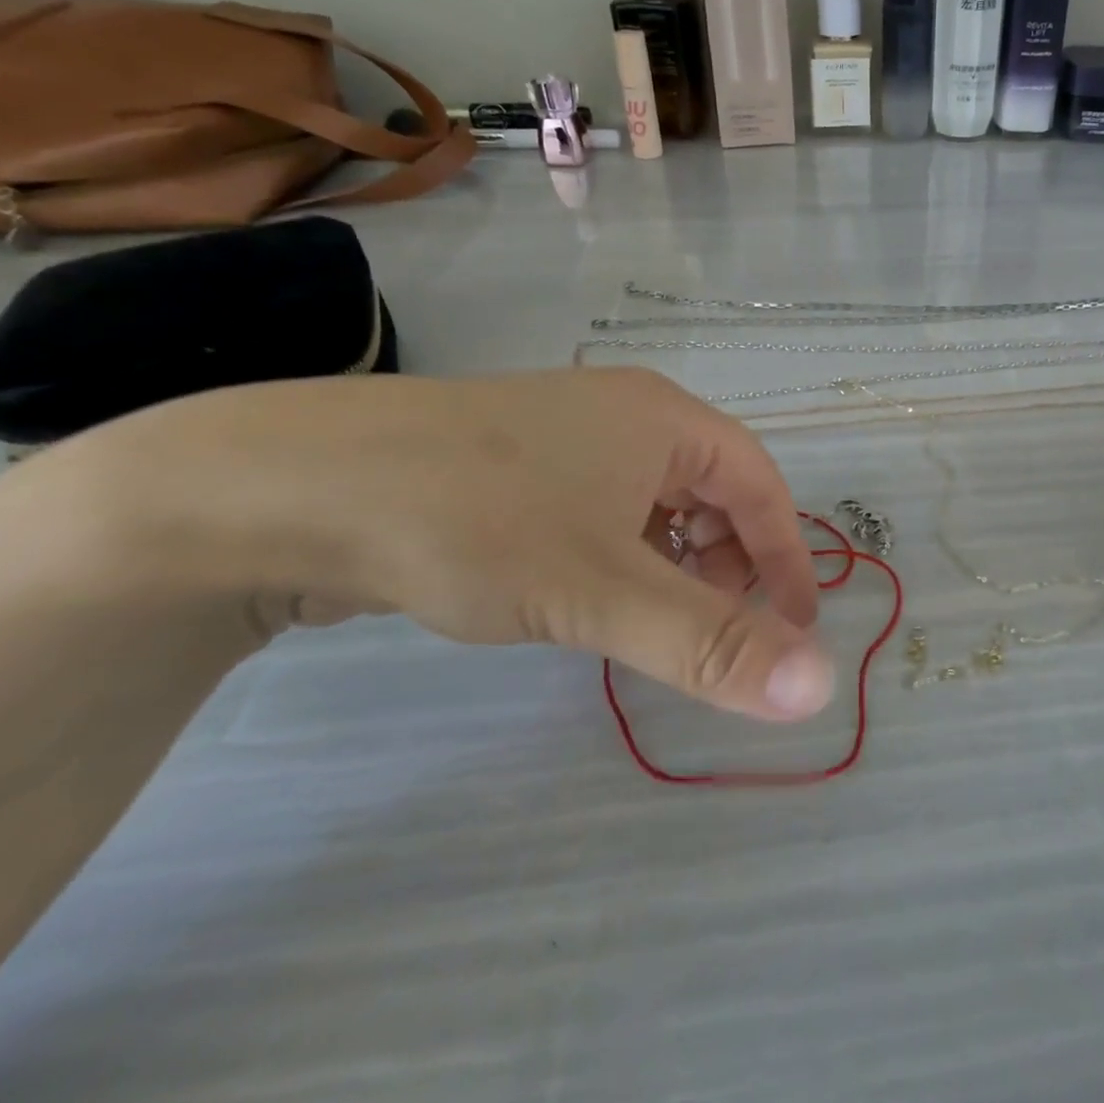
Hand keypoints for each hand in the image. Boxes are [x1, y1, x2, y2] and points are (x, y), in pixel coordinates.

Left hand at [105, 367, 831, 721]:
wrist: (283, 489)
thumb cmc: (475, 525)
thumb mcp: (602, 593)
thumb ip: (711, 644)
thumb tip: (819, 690)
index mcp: (665, 417)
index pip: (761, 484)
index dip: (786, 556)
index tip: (797, 625)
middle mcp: (624, 412)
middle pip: (712, 488)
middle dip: (725, 560)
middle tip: (707, 625)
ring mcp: (565, 432)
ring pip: (653, 500)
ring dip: (669, 560)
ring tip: (641, 617)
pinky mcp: (513, 461)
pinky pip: (600, 506)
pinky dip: (616, 552)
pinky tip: (579, 592)